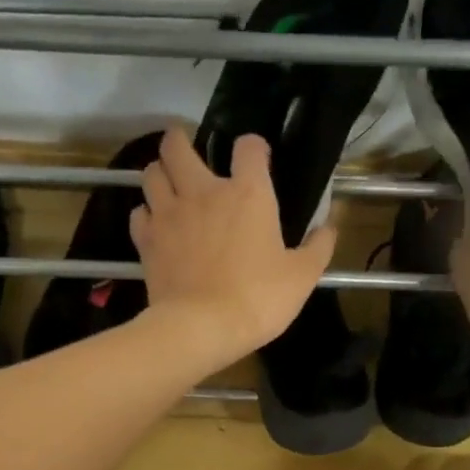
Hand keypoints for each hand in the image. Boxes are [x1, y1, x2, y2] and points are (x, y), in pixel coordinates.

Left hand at [131, 126, 336, 371]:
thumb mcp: (302, 276)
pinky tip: (156, 224)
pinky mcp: (147, 240)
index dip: (253, 147)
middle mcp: (203, 192)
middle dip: (180, 142)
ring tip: (169, 185)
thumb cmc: (258, 298)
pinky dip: (146, 214)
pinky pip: (139, 213)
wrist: (202, 327)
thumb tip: (329, 228)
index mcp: (247, 193)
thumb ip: (318, 248)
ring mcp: (169, 214)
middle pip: (177, 146)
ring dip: (159, 174)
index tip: (257, 159)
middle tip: (188, 152)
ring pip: (150, 173)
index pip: (248, 147)